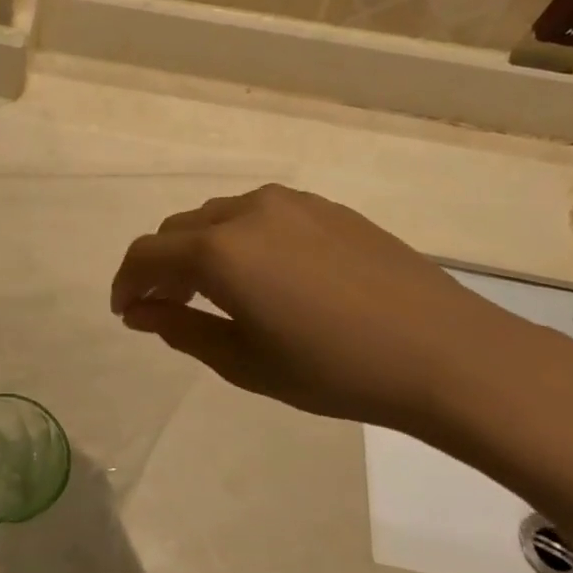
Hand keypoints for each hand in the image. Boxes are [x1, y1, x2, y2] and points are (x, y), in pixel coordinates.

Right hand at [111, 184, 549, 442]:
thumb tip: (139, 312)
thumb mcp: (244, 362)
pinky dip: (239, 239)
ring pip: (217, 217)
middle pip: (177, 230)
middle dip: (160, 268)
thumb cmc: (334, 369)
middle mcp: (246, 212)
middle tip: (168, 309)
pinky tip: (265, 276)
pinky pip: (259, 214)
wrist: (446, 353)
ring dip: (199, 250)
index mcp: (219, 251)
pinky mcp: (326, 208)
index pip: (146, 256)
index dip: (126, 283)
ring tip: (215, 293)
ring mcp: (290, 203)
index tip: (126, 312)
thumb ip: (180, 329)